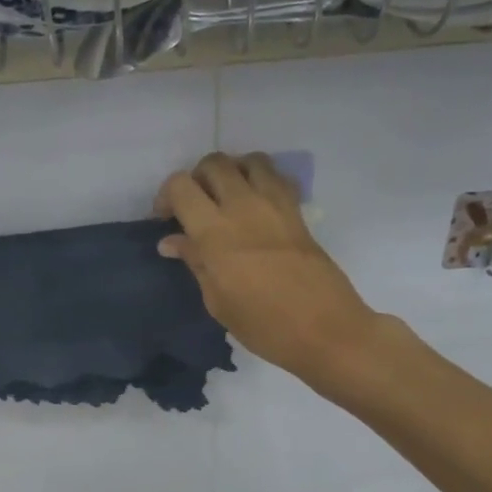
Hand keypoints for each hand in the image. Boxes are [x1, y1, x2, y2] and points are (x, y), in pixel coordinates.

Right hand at [157, 153, 380, 385]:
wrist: (325, 330)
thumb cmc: (264, 326)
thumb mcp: (218, 301)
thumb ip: (196, 262)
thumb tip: (173, 242)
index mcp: (215, 232)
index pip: (180, 186)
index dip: (166, 197)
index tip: (166, 220)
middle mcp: (243, 207)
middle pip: (214, 163)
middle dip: (197, 178)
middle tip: (195, 207)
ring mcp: (275, 205)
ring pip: (249, 160)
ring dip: (233, 172)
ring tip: (227, 198)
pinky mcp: (298, 212)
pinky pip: (277, 177)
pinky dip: (262, 181)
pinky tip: (257, 206)